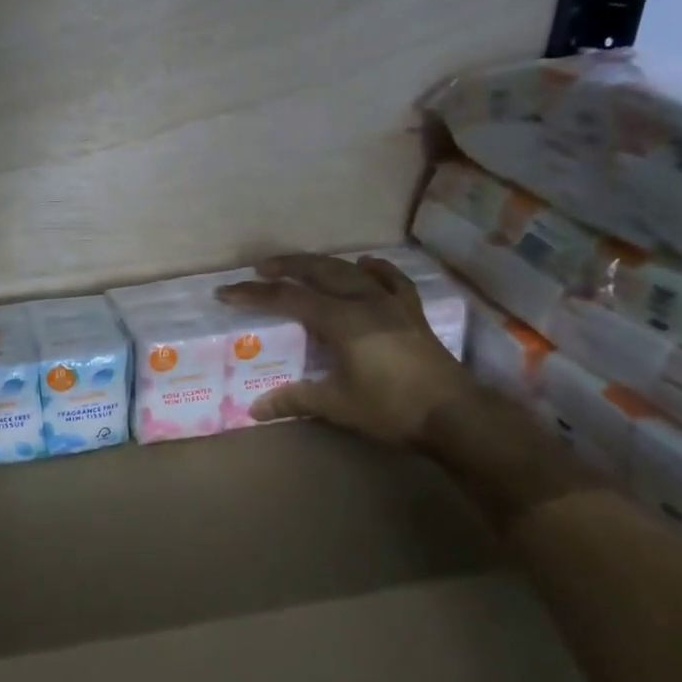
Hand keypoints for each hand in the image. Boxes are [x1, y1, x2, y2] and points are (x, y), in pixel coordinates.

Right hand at [217, 253, 475, 444]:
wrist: (454, 415)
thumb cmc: (391, 409)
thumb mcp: (338, 405)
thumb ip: (295, 400)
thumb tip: (255, 409)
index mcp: (341, 320)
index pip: (288, 299)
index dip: (254, 295)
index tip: (227, 292)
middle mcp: (364, 302)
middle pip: (318, 272)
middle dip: (286, 267)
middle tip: (259, 269)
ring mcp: (391, 304)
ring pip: (350, 271)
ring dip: (322, 265)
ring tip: (301, 266)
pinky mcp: (411, 313)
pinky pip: (392, 280)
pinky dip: (374, 270)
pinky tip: (365, 266)